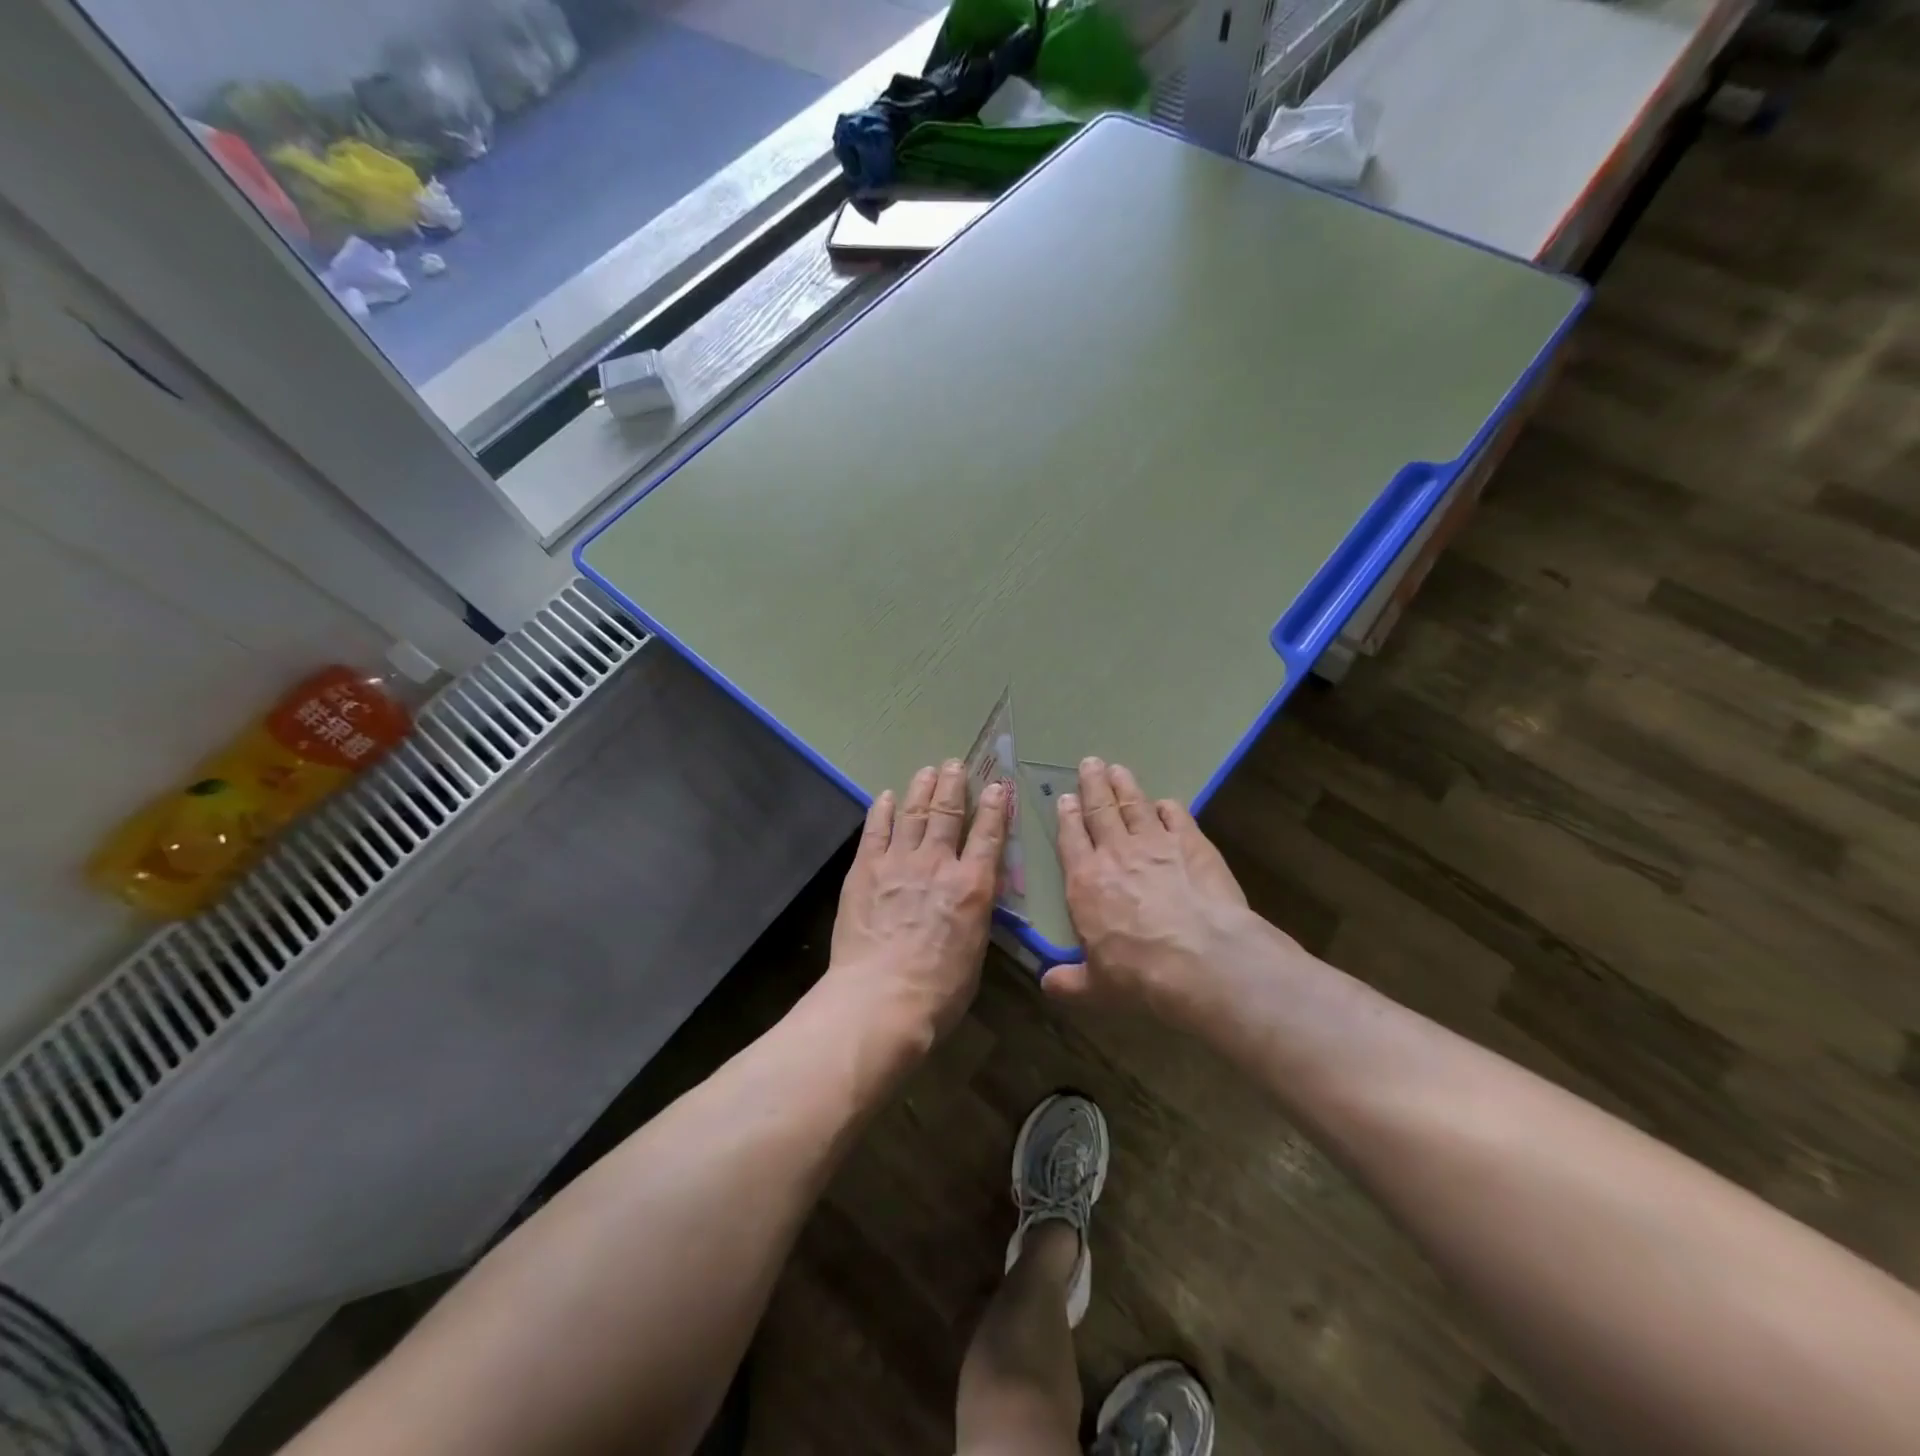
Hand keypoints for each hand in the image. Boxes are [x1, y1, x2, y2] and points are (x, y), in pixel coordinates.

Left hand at [828, 760, 1007, 1042]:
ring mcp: (899, 862)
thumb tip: (971, 897)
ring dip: (922, 788)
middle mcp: (938, 863)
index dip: (995, 807)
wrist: (881, 998)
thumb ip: (974, 913)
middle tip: (956, 764)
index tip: (998, 786)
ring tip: (927, 770)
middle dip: (954, 785)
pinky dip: (882, 810)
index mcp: (972, 886)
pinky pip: (876, 830)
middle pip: (948, 812)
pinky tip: (885, 797)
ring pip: (914, 813)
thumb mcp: (975, 951)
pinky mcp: (865, 869)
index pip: (988, 835)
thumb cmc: (938, 990)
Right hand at [1043, 759, 1265, 1016]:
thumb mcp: (1096, 987)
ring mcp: (1155, 843)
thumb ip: (1070, 982)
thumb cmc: (1139, 974)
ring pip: (1134, 804)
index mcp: (1085, 882)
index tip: (1065, 799)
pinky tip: (1166, 803)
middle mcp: (1116, 853)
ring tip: (1117, 768)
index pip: (1071, 839)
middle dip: (1093, 785)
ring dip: (1124, 785)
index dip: (1067, 817)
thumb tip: (1047, 985)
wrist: (1200, 958)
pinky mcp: (1192, 843)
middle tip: (1090, 763)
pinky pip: (1176, 816)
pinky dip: (1168, 807)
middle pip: (1100, 809)